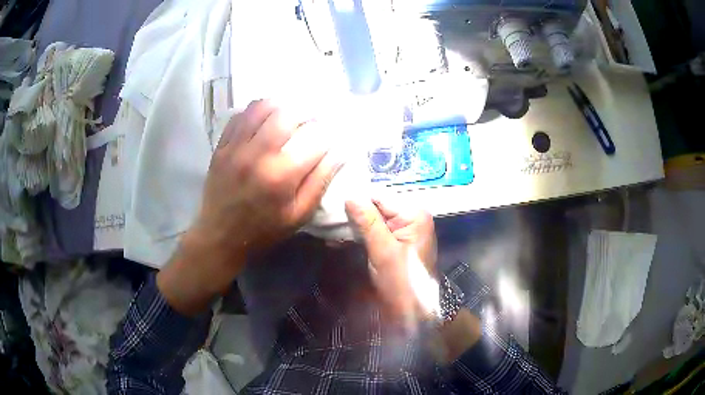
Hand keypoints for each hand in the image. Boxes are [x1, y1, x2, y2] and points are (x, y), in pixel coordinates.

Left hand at [159, 100, 341, 314]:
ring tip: (288, 115)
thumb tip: (340, 151)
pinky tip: (263, 120)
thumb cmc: (264, 229)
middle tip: (311, 120)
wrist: (221, 236)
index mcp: (282, 175)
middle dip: (306, 112)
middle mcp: (258, 154)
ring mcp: (236, 147)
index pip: (316, 138)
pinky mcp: (221, 146)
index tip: (331, 136)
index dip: (329, 133)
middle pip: (288, 113)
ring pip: (261, 107)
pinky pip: (240, 115)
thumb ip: (321, 181)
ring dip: (281, 106)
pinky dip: (256, 111)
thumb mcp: (299, 214)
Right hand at [345, 198, 437, 329]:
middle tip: (330, 221)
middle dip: (355, 214)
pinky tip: (344, 238)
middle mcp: (412, 217)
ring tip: (334, 231)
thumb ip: (368, 222)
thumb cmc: (402, 282)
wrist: (413, 312)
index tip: (333, 208)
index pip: (380, 197)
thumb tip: (350, 195)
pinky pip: (377, 230)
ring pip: (375, 219)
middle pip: (378, 206)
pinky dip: (362, 234)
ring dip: (356, 225)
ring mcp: (405, 229)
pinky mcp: (398, 241)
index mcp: (414, 214)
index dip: (357, 201)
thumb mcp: (383, 251)